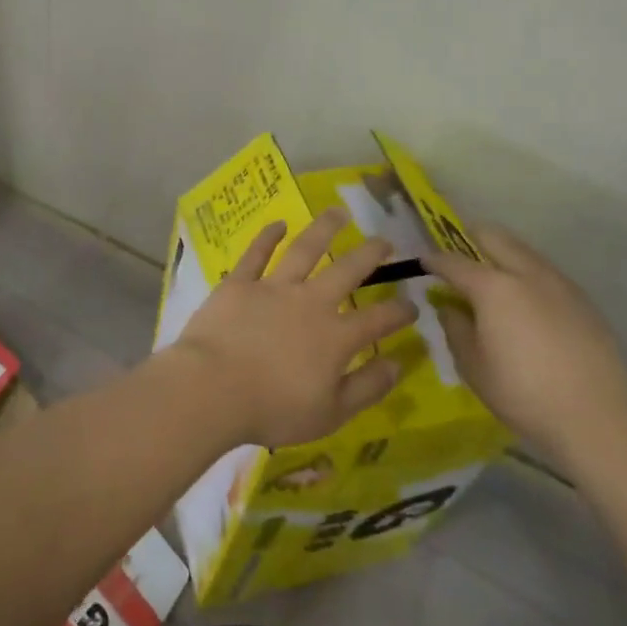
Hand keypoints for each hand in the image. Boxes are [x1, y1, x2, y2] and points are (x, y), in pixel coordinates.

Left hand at [173, 208, 417, 446]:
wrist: (213, 387)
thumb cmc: (273, 409)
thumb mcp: (331, 414)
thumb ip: (367, 387)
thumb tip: (398, 364)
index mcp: (335, 337)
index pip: (377, 320)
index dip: (399, 311)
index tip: (412, 303)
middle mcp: (309, 303)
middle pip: (346, 271)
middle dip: (370, 254)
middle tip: (385, 240)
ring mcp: (273, 287)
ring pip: (304, 250)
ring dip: (324, 228)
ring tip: (338, 212)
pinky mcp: (240, 283)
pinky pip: (256, 253)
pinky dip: (268, 236)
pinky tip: (279, 223)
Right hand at [424, 227, 626, 481]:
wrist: (597, 420)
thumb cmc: (523, 393)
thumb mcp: (472, 365)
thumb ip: (455, 327)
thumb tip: (449, 306)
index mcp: (493, 287)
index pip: (453, 261)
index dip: (433, 259)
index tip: (422, 262)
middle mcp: (526, 273)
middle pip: (493, 236)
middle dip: (469, 239)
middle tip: (457, 260)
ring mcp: (559, 284)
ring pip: (523, 251)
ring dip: (501, 255)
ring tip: (492, 281)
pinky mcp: (583, 301)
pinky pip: (546, 273)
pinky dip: (527, 275)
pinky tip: (526, 304)